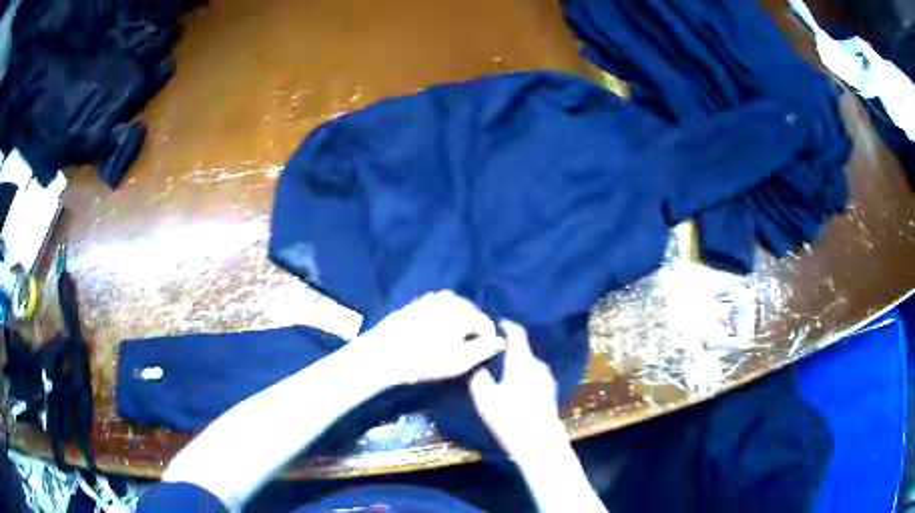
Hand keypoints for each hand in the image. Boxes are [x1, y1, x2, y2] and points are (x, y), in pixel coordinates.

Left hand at [356, 290, 505, 384]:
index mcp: (463, 308)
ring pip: (453, 312)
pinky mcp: (414, 304)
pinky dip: (440, 322)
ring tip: (447, 347)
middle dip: (471, 332)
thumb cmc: (426, 360)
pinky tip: (431, 339)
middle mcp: (448, 297)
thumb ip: (486, 349)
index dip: (487, 343)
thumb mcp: (461, 360)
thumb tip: (501, 341)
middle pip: (470, 315)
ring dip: (455, 327)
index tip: (480, 359)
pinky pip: (436, 312)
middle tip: (463, 354)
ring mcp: (429, 298)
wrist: (383, 354)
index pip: (486, 324)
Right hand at [468, 320, 565, 458]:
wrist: (541, 446)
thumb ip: (476, 375)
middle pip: (520, 347)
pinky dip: (520, 372)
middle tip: (484, 349)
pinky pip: (531, 373)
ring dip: (512, 361)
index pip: (516, 331)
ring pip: (526, 362)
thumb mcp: (485, 399)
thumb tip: (471, 357)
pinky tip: (509, 385)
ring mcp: (546, 378)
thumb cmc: (511, 421)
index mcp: (523, 362)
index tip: (487, 324)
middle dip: (503, 345)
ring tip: (494, 368)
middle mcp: (538, 365)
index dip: (503, 324)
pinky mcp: (548, 391)